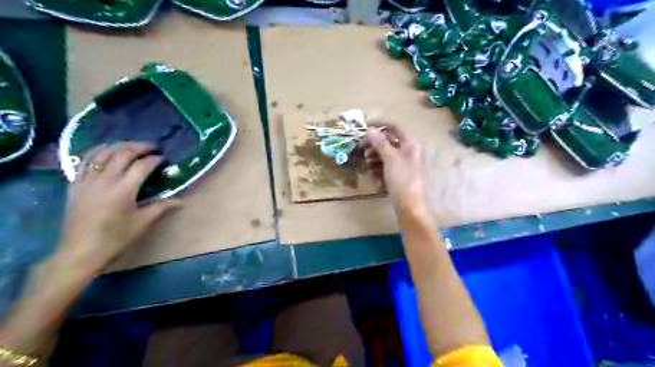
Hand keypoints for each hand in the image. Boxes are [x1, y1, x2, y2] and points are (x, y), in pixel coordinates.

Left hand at [59, 143, 179, 273]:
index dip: (154, 159)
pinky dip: (96, 152)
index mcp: (123, 190)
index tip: (163, 158)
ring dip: (119, 146)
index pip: (142, 166)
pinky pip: (84, 161)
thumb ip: (162, 207)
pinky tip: (105, 150)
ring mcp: (87, 181)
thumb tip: (181, 200)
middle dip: (139, 147)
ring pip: (102, 153)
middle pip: (122, 154)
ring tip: (132, 146)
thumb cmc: (116, 238)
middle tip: (152, 147)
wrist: (81, 252)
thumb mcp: (143, 223)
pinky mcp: (75, 185)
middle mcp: (105, 181)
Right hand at [364, 125, 425, 210]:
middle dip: (375, 145)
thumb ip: (380, 143)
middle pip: (389, 141)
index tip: (365, 128)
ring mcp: (405, 163)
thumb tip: (369, 130)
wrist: (409, 205)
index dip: (380, 125)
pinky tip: (374, 175)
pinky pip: (387, 165)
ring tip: (368, 165)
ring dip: (375, 157)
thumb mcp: (390, 159)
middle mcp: (409, 150)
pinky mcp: (399, 174)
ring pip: (386, 154)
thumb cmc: (402, 179)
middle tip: (364, 150)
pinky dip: (379, 167)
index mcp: (411, 143)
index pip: (395, 126)